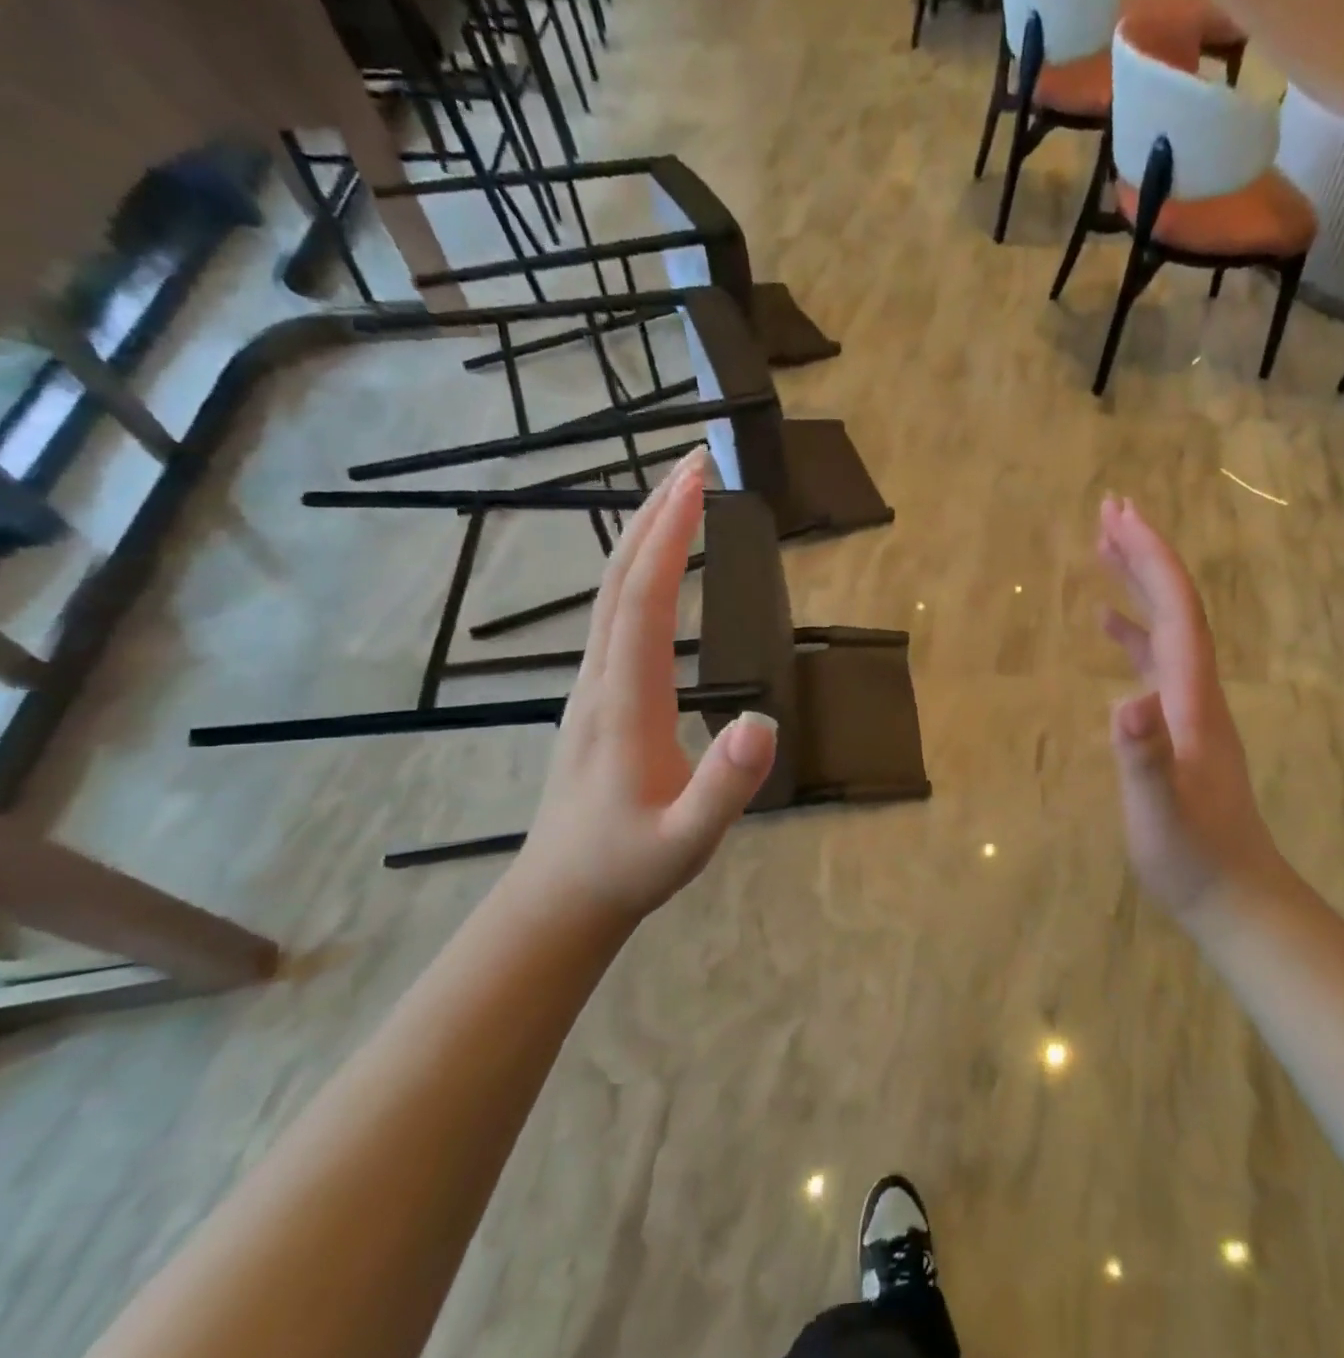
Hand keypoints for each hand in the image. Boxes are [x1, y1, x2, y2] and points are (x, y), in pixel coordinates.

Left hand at [512, 449, 777, 920]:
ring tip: (681, 496)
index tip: (697, 481)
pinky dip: (638, 572)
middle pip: (618, 579)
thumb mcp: (689, 840)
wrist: (563, 897)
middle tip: (694, 460)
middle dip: (655, 514)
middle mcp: (599, 680)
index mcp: (625, 702)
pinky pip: (615, 617)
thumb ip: (726, 787)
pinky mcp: (599, 697)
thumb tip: (766, 722)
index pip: (643, 600)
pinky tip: (657, 568)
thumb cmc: (630, 866)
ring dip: (643, 537)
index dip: (669, 537)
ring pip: (610, 594)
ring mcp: (592, 686)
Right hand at [1098, 495, 1287, 915]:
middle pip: (1174, 606)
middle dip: (1144, 554)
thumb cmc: (1194, 857)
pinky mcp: (1180, 725)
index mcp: (1192, 697)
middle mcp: (1197, 690)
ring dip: (1138, 584)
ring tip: (1103, 548)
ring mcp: (1191, 707)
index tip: (1121, 515)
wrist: (1236, 895)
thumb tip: (1126, 702)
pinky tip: (1108, 627)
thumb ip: (1145, 760)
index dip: (1151, 560)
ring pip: (1165, 628)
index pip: (1176, 611)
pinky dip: (1132, 632)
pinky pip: (1155, 660)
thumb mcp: (1160, 814)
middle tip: (1109, 510)